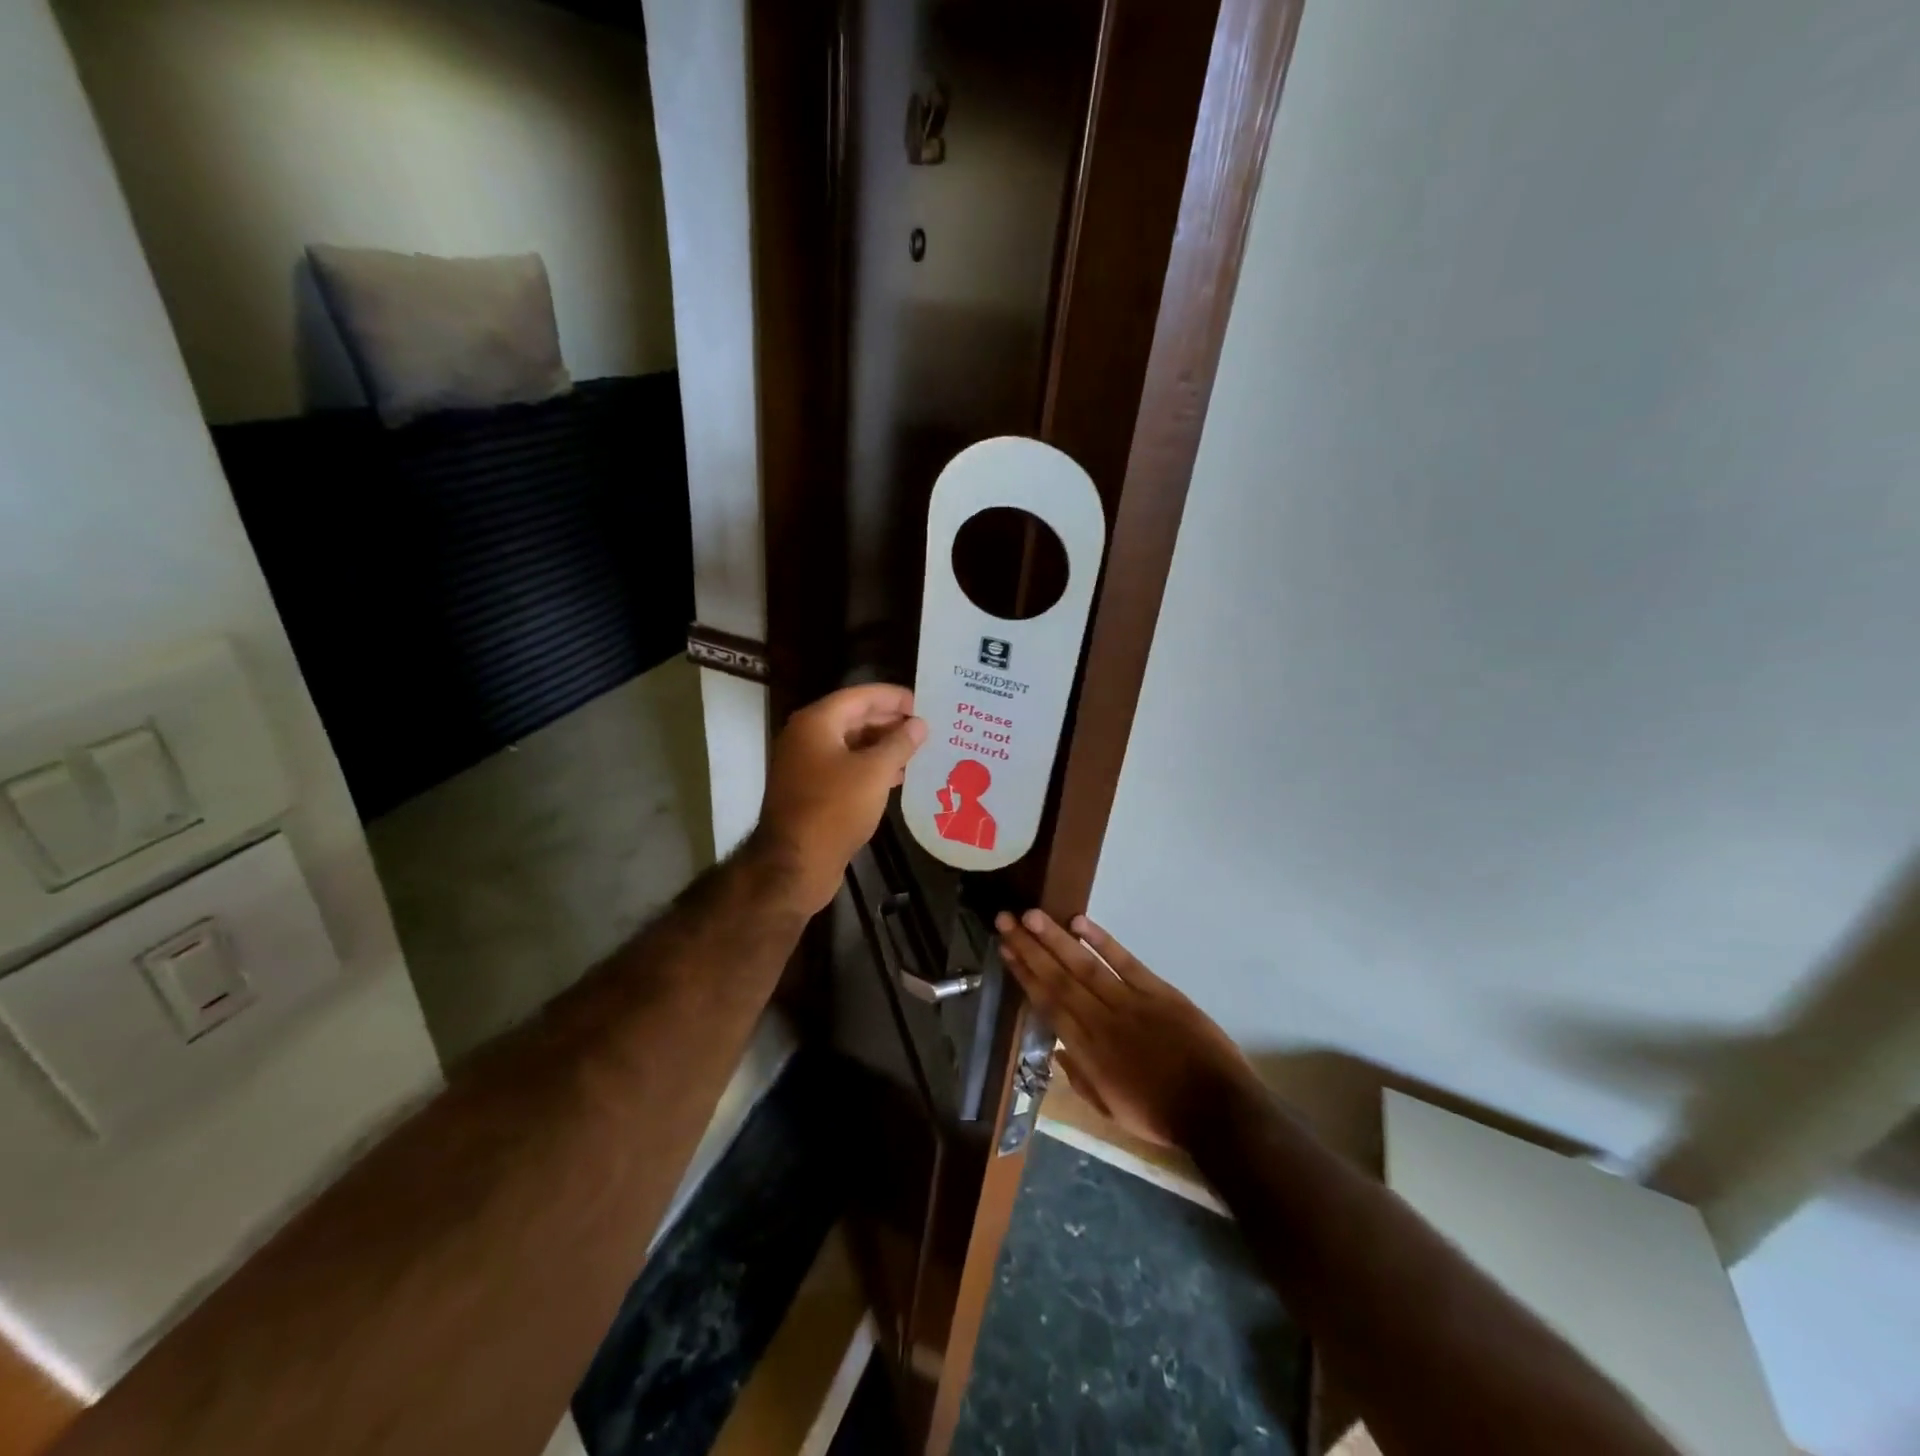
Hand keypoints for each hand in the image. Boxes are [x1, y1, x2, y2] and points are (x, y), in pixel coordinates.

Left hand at [753, 684, 926, 914]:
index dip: (893, 697)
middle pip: (854, 717)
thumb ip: (900, 743)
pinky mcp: (811, 790)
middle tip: (925, 728)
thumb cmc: (835, 809)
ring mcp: (806, 765)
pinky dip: (870, 767)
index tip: (923, 703)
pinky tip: (896, 777)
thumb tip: (919, 724)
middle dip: (890, 721)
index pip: (860, 696)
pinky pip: (845, 767)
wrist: (796, 863)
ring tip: (918, 751)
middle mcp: (807, 737)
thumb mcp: (875, 772)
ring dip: (883, 746)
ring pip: (851, 744)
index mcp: (817, 723)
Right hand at [995, 910, 1260, 1148]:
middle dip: (1030, 947)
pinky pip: (1125, 962)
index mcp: (1087, 1053)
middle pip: (1058, 979)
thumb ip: (1080, 1077)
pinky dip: (1102, 942)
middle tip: (1006, 920)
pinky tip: (1079, 922)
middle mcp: (1100, 1021)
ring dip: (1056, 939)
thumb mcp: (1111, 1110)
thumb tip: (1055, 1048)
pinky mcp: (1158, 992)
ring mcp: (1129, 1003)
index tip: (1006, 950)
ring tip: (1032, 915)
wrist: (1217, 1110)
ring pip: (1084, 966)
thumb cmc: (1161, 1114)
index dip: (1025, 975)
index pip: (1047, 1005)